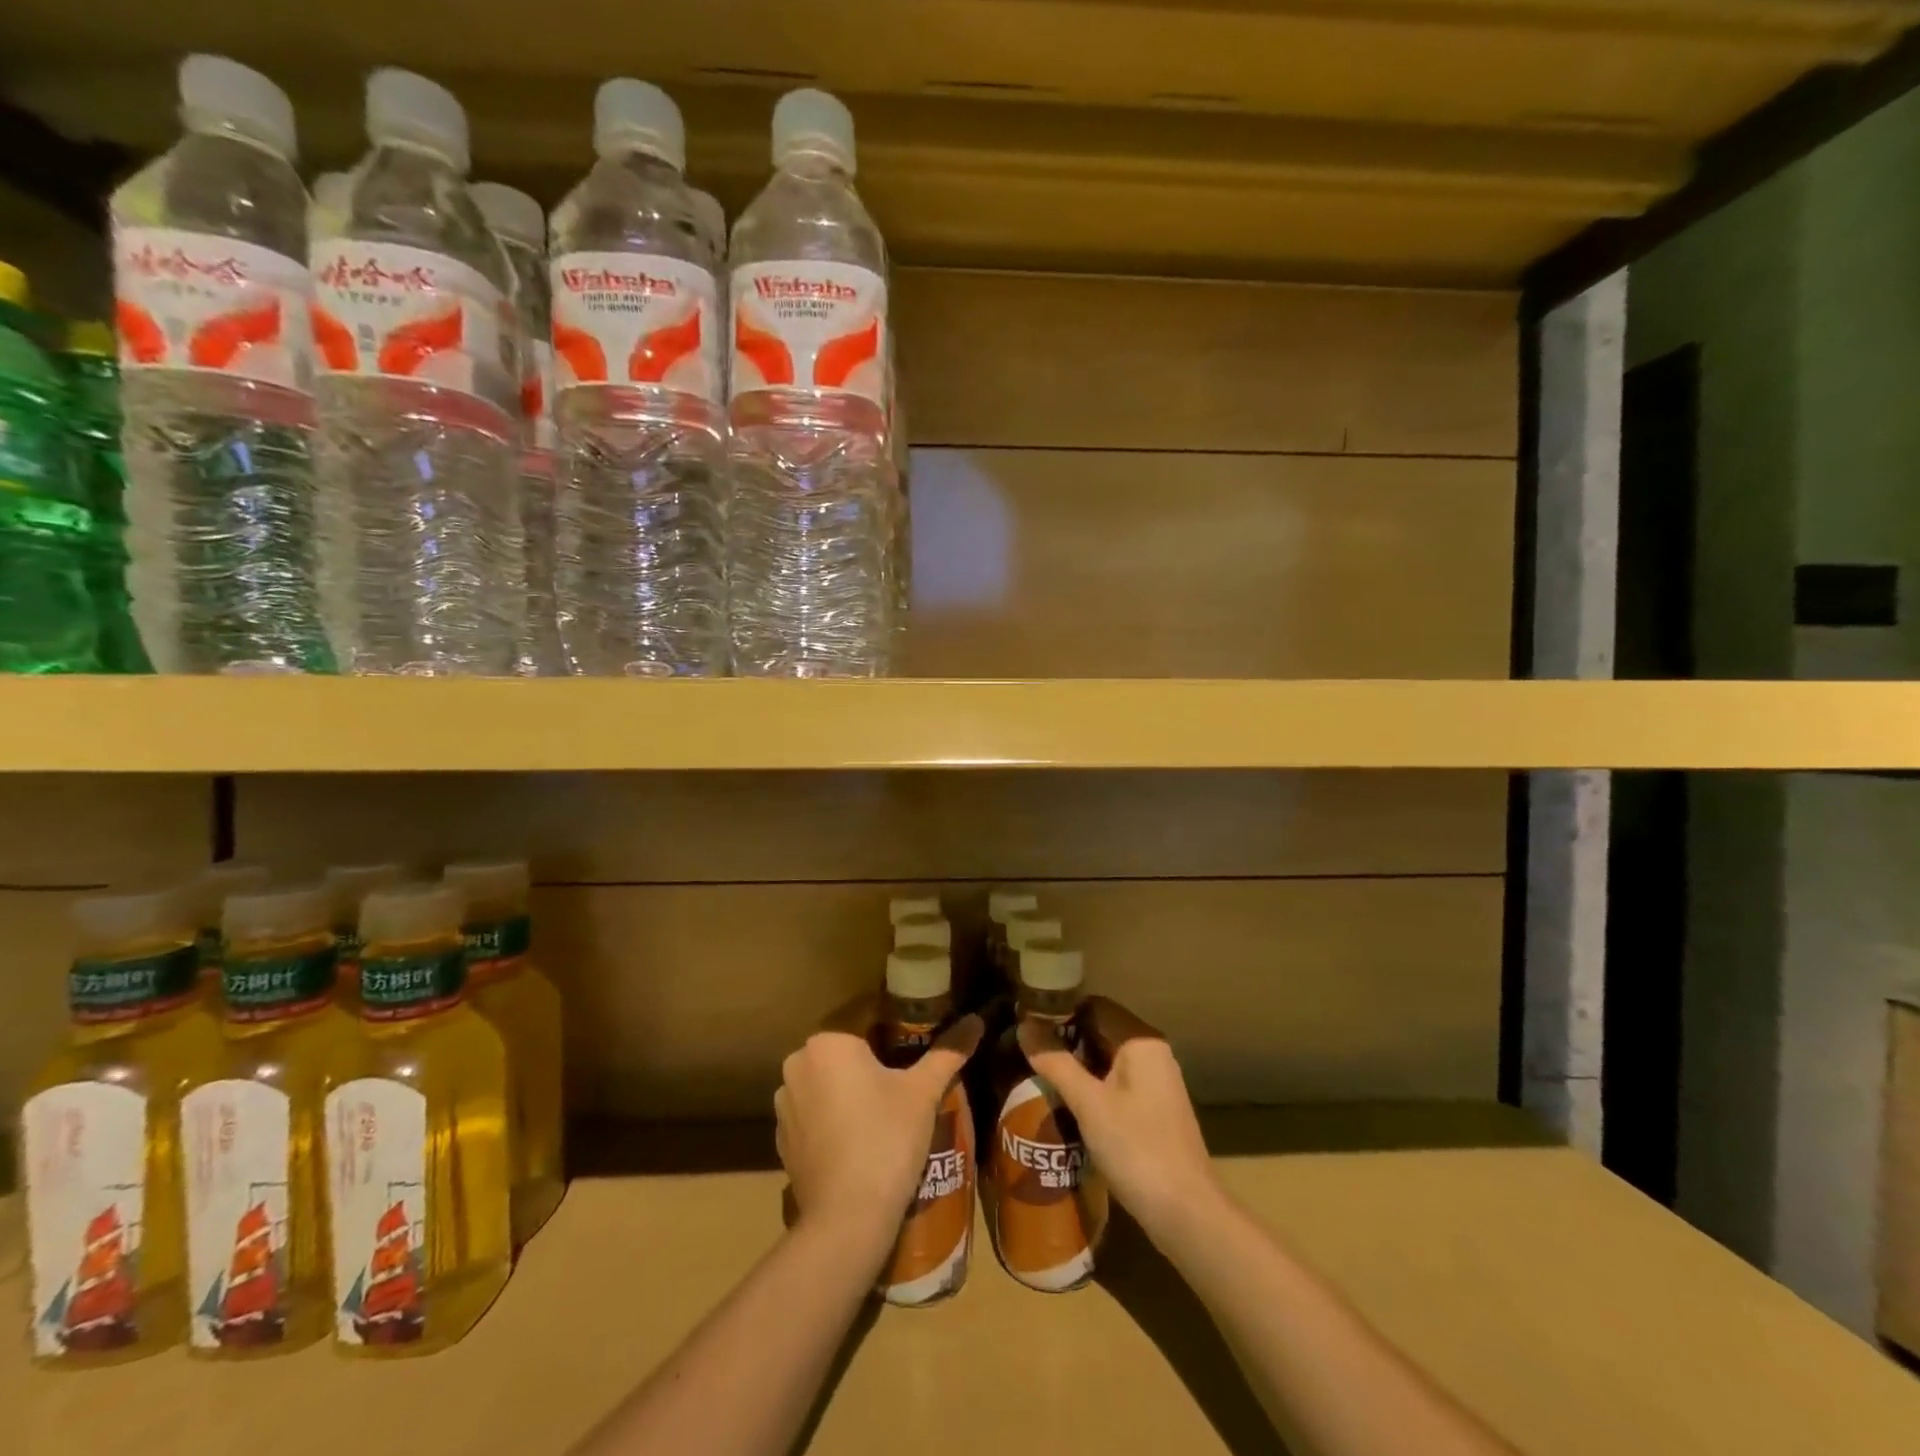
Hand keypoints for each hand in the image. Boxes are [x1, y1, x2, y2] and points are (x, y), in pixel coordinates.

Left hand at [775, 1004, 982, 1260]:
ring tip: (883, 1108)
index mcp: (828, 1041)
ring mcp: (785, 1102)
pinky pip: (814, 1111)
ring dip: (849, 1086)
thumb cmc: (887, 1139)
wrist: (846, 1219)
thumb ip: (948, 1051)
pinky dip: (833, 1116)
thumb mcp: (923, 1092)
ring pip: (827, 1079)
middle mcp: (798, 1062)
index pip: (865, 1015)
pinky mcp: (782, 1137)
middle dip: (871, 1056)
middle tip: (906, 1075)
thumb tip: (976, 1020)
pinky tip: (858, 1136)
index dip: (894, 1024)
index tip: (916, 1040)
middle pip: (844, 1048)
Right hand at [1018, 996, 1219, 1240]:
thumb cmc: (1136, 1149)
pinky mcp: (1154, 1109)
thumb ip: (1056, 1062)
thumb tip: (1024, 1026)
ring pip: (1106, 1059)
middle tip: (1026, 1052)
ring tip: (1038, 1076)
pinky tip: (1066, 1104)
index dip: (1059, 1011)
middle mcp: (1152, 1053)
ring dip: (1076, 1066)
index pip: (1094, 1006)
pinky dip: (1091, 1087)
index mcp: (1140, 1041)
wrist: (1187, 1213)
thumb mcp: (1089, 1104)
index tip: (1026, 1024)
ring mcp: (1156, 1082)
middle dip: (1065, 1040)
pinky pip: (1116, 1083)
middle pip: (1100, 1031)